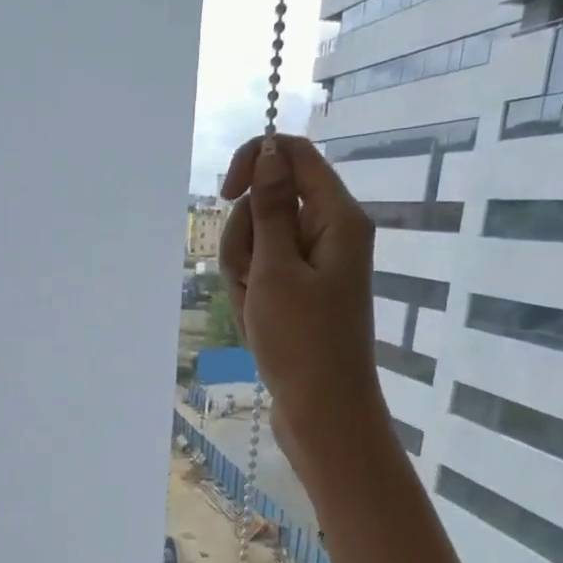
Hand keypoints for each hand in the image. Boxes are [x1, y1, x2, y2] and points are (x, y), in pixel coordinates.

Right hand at [218, 134, 387, 478]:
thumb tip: (270, 149)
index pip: (293, 156)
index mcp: (336, 218)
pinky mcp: (301, 293)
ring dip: (242, 272)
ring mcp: (314, 266)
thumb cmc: (302, 343)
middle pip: (268, 203)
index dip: (254, 164)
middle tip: (252, 282)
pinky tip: (256, 324)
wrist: (324, 412)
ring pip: (258, 242)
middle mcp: (329, 234)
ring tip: (255, 312)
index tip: (226, 196)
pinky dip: (251, 294)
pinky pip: (263, 274)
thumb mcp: (276, 271)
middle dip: (245, 238)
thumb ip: (270, 208)